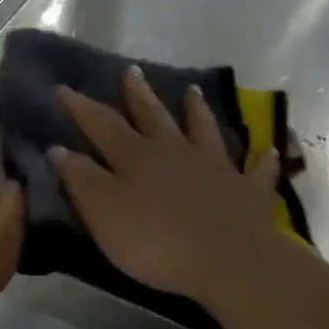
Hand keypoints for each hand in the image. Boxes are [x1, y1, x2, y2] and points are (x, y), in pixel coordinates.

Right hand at [51, 66, 282, 305]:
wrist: (225, 258)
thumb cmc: (155, 240)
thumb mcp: (103, 212)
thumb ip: (81, 180)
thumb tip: (59, 148)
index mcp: (136, 157)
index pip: (102, 124)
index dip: (81, 106)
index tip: (63, 87)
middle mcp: (176, 152)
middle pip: (154, 116)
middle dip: (139, 94)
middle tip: (132, 70)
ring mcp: (215, 168)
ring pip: (204, 131)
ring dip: (197, 111)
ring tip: (193, 90)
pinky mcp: (247, 192)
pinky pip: (256, 171)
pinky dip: (261, 160)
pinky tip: (268, 151)